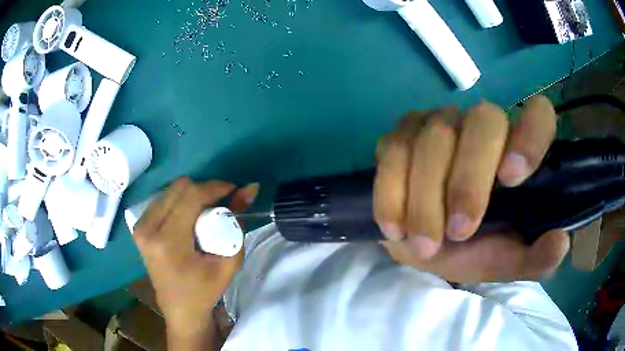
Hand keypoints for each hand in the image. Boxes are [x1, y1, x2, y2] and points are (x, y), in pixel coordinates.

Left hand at [133, 177, 258, 334]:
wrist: (180, 309)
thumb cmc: (205, 291)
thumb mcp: (228, 261)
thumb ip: (237, 223)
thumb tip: (249, 189)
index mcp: (167, 242)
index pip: (190, 196)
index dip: (214, 187)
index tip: (233, 190)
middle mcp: (148, 229)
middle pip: (179, 188)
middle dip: (204, 191)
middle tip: (220, 205)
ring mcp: (140, 227)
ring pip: (170, 190)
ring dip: (192, 196)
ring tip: (205, 214)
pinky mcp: (139, 227)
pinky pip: (162, 199)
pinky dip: (180, 202)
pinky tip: (189, 218)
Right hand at [374, 96, 569, 282]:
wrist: (420, 244)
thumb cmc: (471, 249)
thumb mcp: (505, 261)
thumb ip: (534, 258)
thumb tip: (560, 243)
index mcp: (517, 151)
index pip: (537, 114)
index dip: (531, 134)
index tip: (511, 178)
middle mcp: (482, 125)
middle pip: (482, 120)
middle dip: (469, 180)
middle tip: (458, 233)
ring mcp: (439, 124)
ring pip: (434, 138)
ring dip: (426, 199)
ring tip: (424, 244)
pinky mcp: (400, 135)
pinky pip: (392, 150)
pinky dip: (391, 193)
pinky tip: (395, 227)